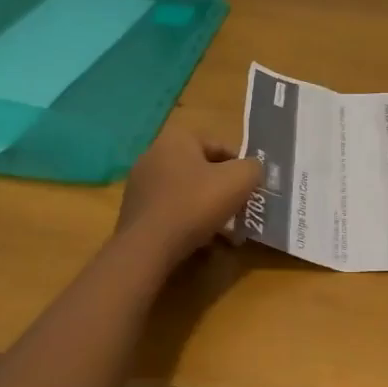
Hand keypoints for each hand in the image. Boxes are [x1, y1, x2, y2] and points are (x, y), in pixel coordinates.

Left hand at [116, 126, 262, 265]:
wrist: (148, 247)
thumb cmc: (195, 204)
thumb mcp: (239, 180)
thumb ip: (253, 168)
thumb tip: (252, 169)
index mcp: (177, 139)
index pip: (220, 146)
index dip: (241, 167)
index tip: (251, 189)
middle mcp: (154, 154)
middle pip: (202, 169)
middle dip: (223, 188)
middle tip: (240, 208)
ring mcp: (140, 183)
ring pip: (187, 191)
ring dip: (206, 206)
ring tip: (224, 229)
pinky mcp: (134, 210)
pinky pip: (170, 210)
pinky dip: (187, 220)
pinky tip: (201, 240)